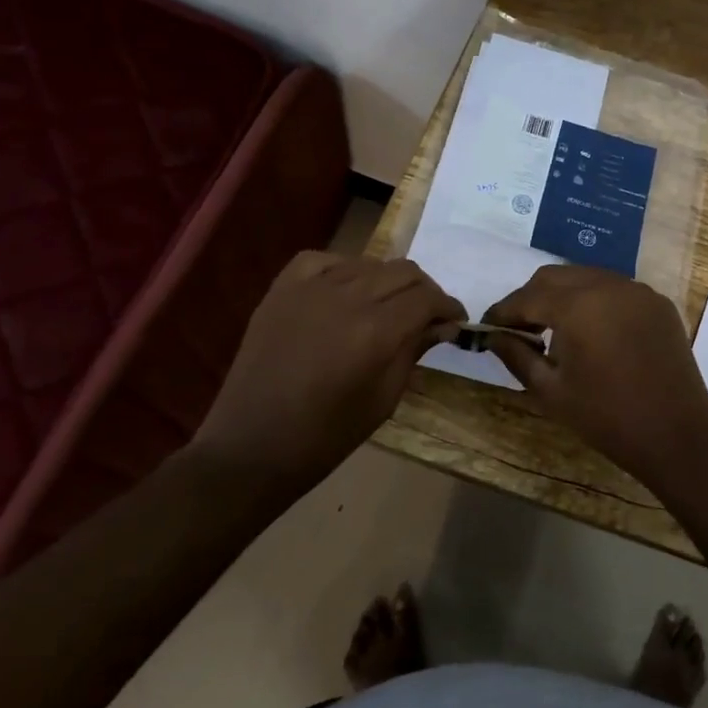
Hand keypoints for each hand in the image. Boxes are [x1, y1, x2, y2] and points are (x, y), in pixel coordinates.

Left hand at [194, 252, 465, 479]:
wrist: (252, 447)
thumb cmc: (326, 436)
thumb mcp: (384, 399)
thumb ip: (414, 350)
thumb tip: (443, 324)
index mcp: (376, 331)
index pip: (427, 298)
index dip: (448, 307)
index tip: (455, 321)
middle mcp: (347, 298)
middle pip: (403, 272)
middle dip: (425, 291)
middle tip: (428, 315)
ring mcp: (310, 289)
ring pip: (368, 263)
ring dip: (387, 281)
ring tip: (388, 307)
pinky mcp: (282, 290)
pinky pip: (323, 260)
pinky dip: (343, 269)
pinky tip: (345, 290)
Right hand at [484, 266, 707, 478]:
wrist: (675, 434)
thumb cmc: (606, 417)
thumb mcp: (551, 391)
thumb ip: (517, 356)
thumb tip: (493, 335)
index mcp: (578, 305)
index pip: (527, 297)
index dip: (503, 311)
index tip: (487, 327)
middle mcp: (608, 285)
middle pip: (555, 277)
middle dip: (532, 298)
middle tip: (519, 330)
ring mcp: (638, 290)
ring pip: (587, 278)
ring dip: (563, 296)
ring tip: (554, 330)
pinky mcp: (658, 303)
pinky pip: (616, 290)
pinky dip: (595, 301)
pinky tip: (592, 332)